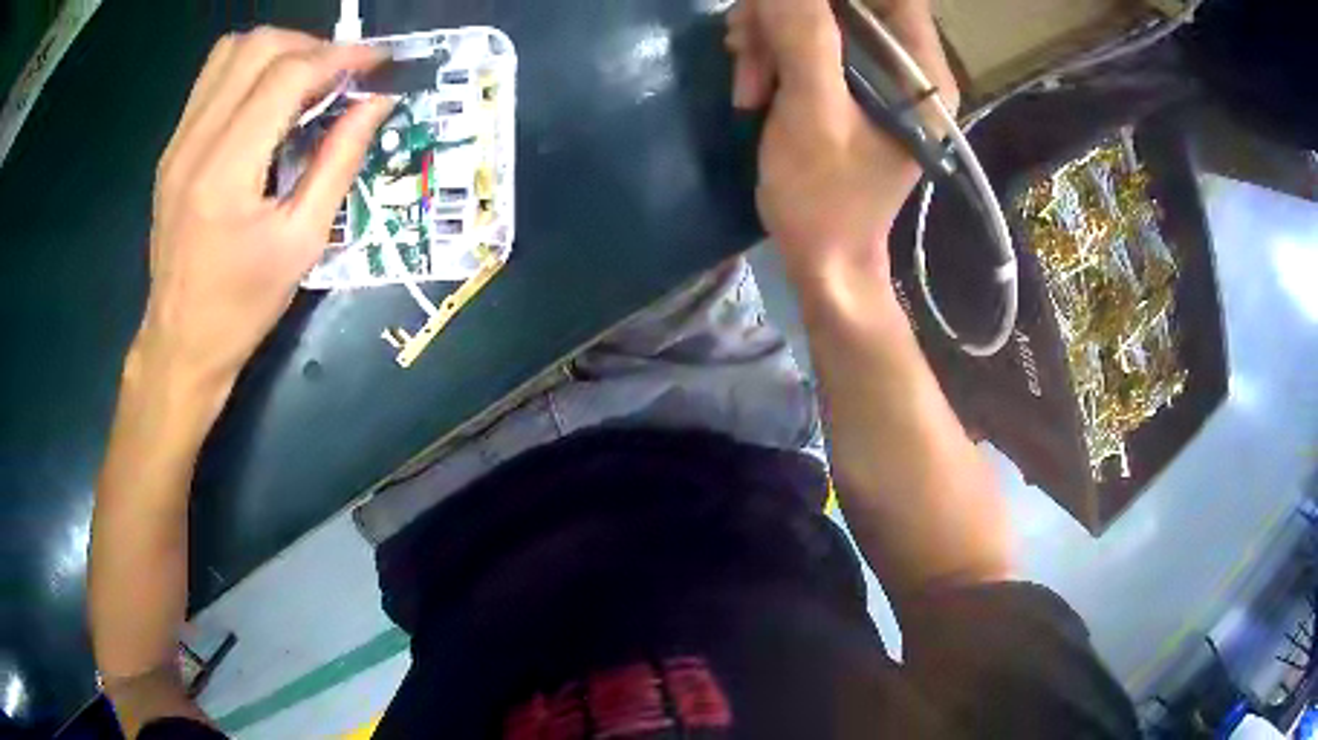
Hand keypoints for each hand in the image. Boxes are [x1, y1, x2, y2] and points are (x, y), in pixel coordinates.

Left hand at [133, 28, 393, 392]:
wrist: (180, 344)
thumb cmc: (242, 306)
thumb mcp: (303, 242)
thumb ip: (339, 161)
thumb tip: (377, 102)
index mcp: (226, 170)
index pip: (288, 75)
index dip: (341, 56)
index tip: (378, 62)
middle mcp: (195, 142)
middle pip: (258, 46)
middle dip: (310, 47)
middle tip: (340, 75)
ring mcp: (177, 142)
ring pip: (230, 52)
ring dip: (277, 52)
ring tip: (305, 80)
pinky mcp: (171, 149)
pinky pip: (212, 79)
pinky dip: (249, 71)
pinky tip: (267, 101)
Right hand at [725, 0, 957, 286]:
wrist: (823, 259)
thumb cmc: (824, 199)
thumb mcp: (812, 114)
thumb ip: (804, 38)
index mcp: (920, 76)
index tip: (783, 9)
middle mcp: (907, 68)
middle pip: (846, 4)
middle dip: (786, 16)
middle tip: (742, 43)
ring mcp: (877, 78)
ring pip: (819, 21)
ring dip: (770, 38)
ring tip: (744, 80)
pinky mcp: (850, 89)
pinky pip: (808, 47)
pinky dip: (773, 57)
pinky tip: (752, 87)